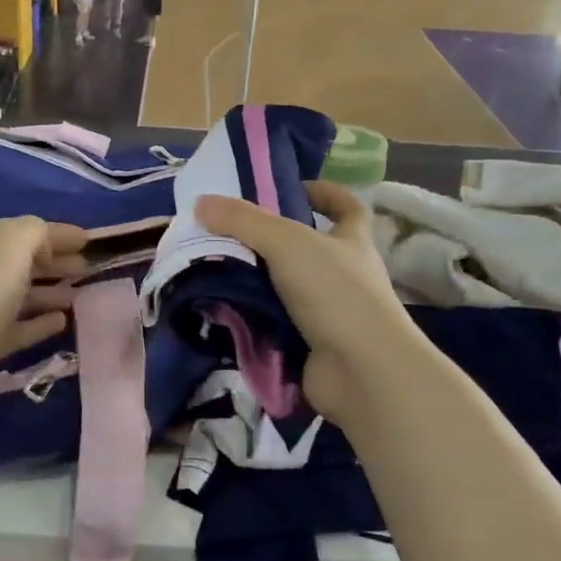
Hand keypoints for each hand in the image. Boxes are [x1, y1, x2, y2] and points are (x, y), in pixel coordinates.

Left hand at [0, 217, 88, 430]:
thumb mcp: (11, 247)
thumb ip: (35, 233)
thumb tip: (46, 244)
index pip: (27, 230)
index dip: (60, 234)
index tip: (91, 241)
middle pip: (21, 261)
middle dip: (55, 261)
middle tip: (88, 269)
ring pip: (18, 295)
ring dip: (48, 292)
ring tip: (79, 296)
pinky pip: (15, 328)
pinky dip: (37, 323)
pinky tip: (61, 323)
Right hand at [194, 182, 420, 423]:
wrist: (360, 371)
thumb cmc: (335, 293)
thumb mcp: (287, 243)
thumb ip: (243, 221)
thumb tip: (201, 202)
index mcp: (352, 241)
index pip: (346, 207)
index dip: (323, 194)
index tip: (290, 189)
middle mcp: (344, 274)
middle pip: (305, 249)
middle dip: (268, 242)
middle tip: (225, 235)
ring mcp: (329, 312)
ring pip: (284, 288)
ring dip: (253, 282)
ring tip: (211, 271)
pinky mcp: (310, 344)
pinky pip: (274, 324)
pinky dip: (251, 319)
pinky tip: (220, 311)